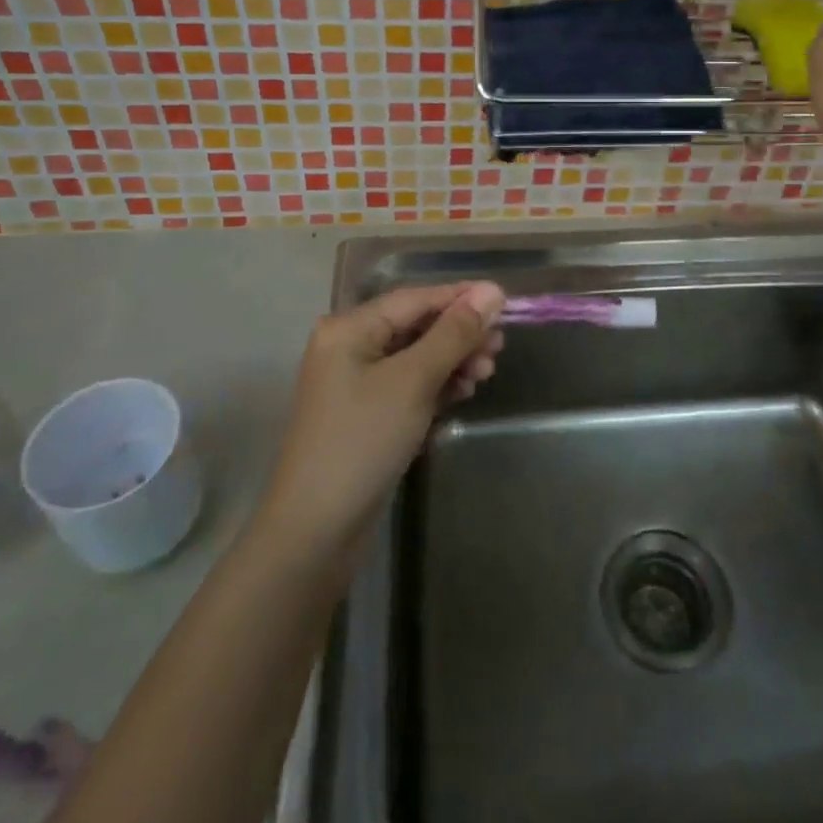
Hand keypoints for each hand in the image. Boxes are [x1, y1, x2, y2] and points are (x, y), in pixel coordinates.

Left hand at [260, 282, 504, 553]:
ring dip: (454, 361)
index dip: (461, 298)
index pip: (416, 299)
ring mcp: (358, 384)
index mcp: (350, 329)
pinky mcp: (369, 414)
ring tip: (486, 374)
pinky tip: (463, 393)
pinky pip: (411, 385)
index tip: (505, 303)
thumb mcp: (413, 380)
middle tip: (499, 348)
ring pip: (418, 357)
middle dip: (460, 334)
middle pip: (417, 326)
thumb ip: (454, 333)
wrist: (317, 531)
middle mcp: (351, 348)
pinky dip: (438, 385)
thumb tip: (492, 291)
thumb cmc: (363, 441)